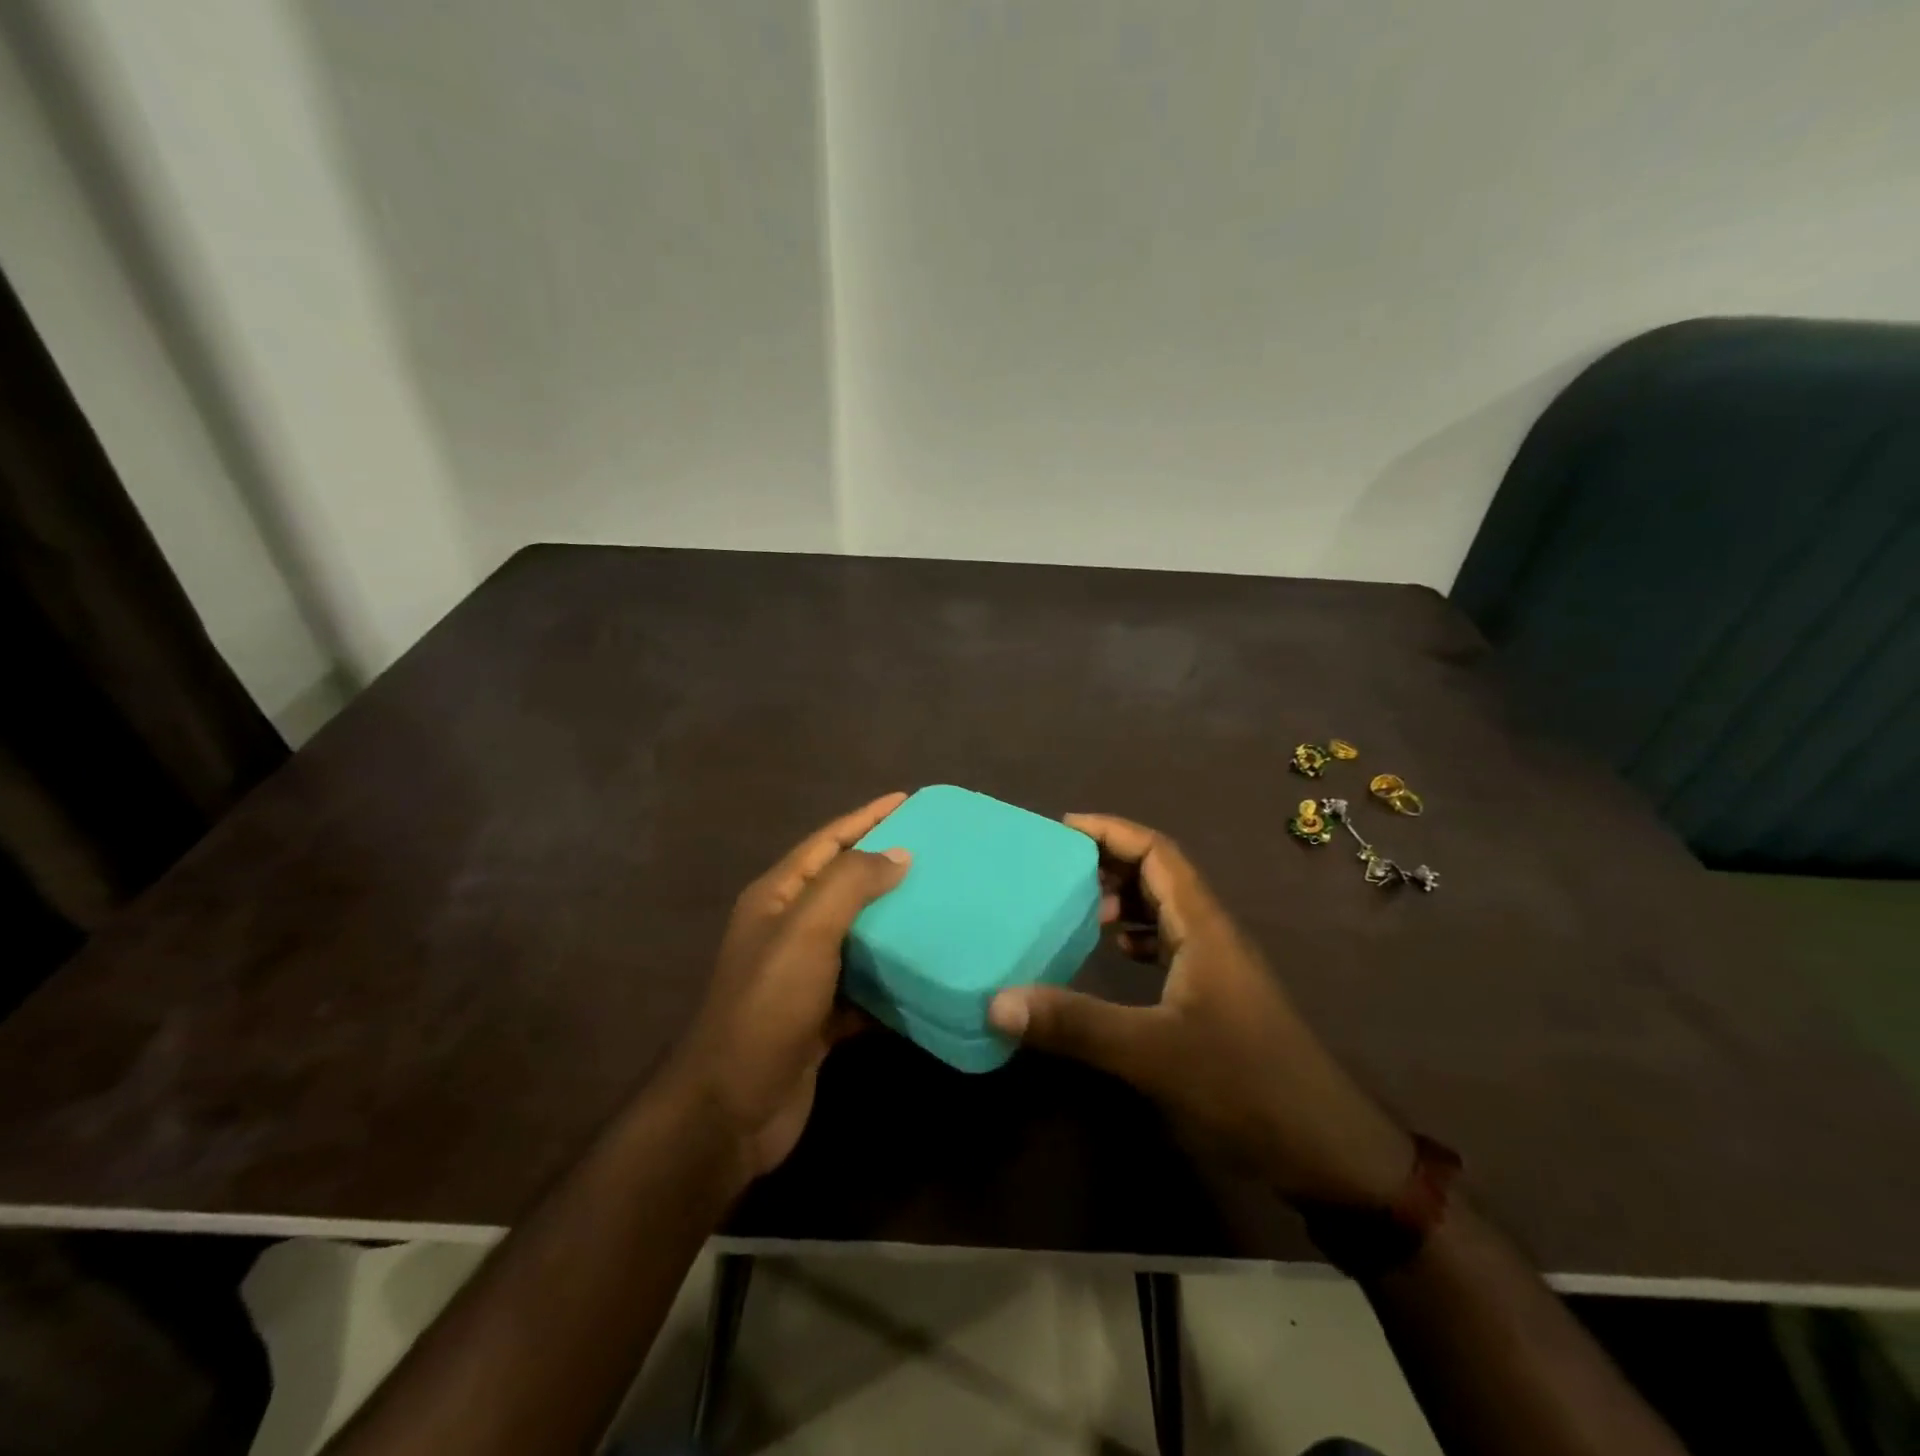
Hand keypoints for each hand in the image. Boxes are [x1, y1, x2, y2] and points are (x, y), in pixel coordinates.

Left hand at [664, 793, 909, 1185]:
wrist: (731, 1110)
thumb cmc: (766, 1007)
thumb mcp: (805, 932)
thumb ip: (850, 884)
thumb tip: (898, 853)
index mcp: (777, 897)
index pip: (827, 841)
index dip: (866, 818)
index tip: (909, 800)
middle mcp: (788, 929)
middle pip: (844, 884)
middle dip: (886, 865)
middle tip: (940, 854)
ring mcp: (803, 975)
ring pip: (858, 934)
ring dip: (895, 921)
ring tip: (944, 905)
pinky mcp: (820, 1016)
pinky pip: (864, 984)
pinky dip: (892, 977)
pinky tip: (929, 972)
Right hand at [989, 814, 1414, 1207]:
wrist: (1324, 1150)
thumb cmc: (1243, 1085)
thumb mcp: (1151, 1052)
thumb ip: (1075, 1025)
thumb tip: (997, 1003)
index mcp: (1203, 925)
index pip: (1156, 851)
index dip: (1110, 831)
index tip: (1059, 829)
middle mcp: (1211, 933)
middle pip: (1159, 874)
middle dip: (1109, 862)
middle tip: (1055, 869)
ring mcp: (1217, 966)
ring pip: (1165, 910)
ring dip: (1123, 900)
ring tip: (1076, 909)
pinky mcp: (1216, 997)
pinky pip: (1170, 945)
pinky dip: (1137, 939)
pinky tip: (1113, 957)